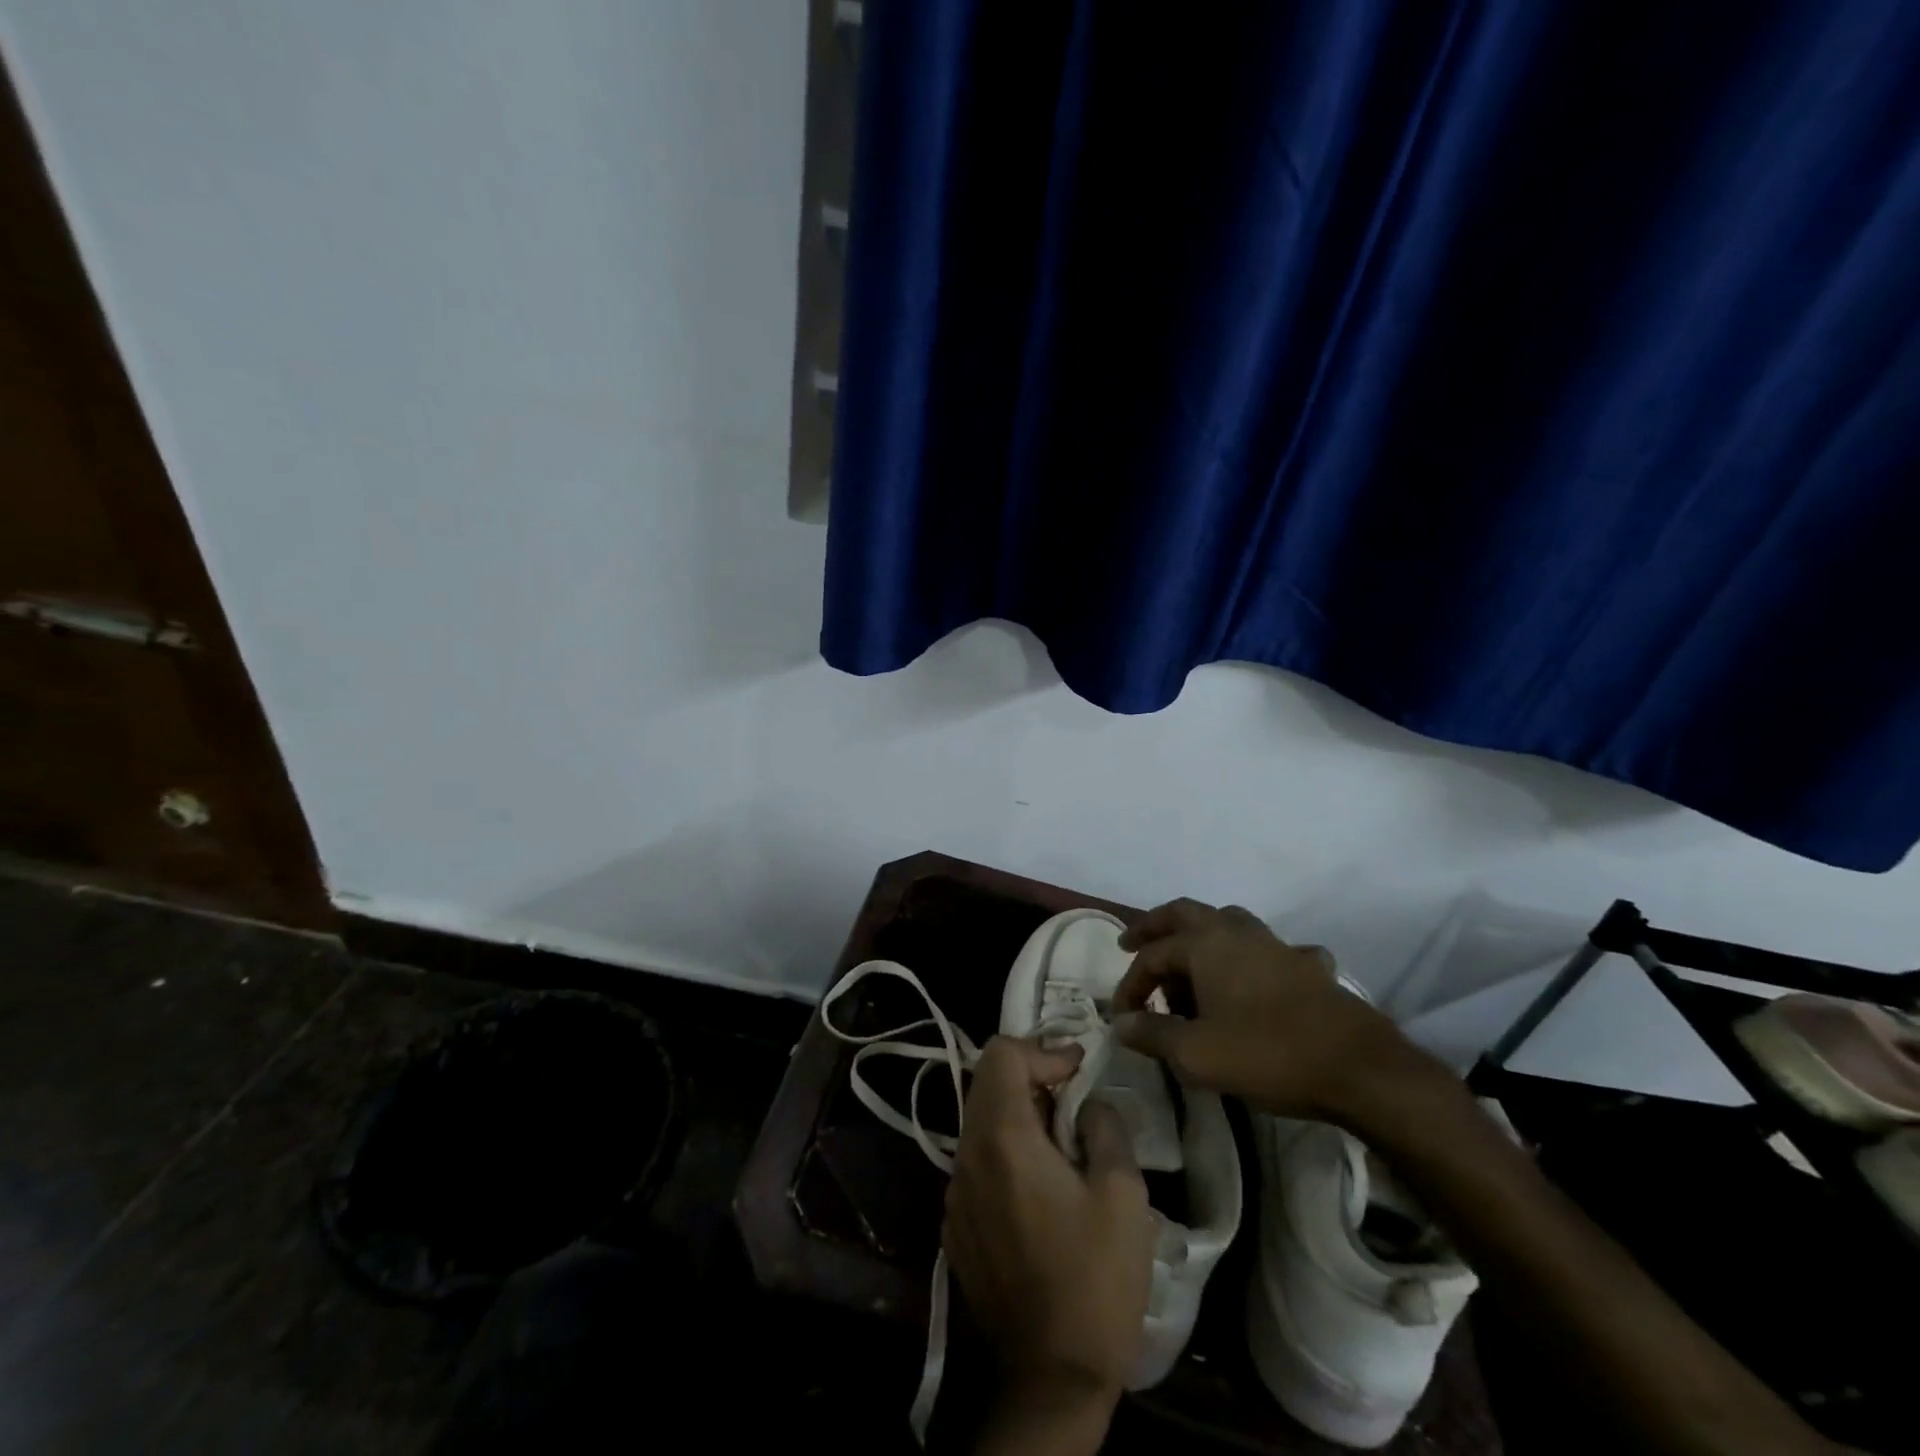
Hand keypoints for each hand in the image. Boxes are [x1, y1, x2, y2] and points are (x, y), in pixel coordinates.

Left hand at [944, 1037, 1153, 1452]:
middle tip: (1074, 1100)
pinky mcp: (956, 1224)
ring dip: (1019, 1115)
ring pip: (980, 1122)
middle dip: (1031, 1078)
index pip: (1001, 1054)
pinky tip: (1040, 1187)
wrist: (1051, 1380)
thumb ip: (1105, 1128)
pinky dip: (1006, 1151)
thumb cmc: (1094, 1281)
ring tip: (1062, 1143)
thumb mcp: (1122, 1195)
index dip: (1042, 1051)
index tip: (1079, 1072)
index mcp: (1001, 1138)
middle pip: (987, 1083)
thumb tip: (1088, 1104)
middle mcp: (966, 1155)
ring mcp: (955, 1192)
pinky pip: (977, 1162)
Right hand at [1113, 898, 1433, 1124]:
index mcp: (1204, 945)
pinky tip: (1257, 978)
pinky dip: (1252, 958)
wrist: (1358, 1067)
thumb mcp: (1196, 1054)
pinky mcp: (1305, 965)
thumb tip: (1119, 1024)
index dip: (1130, 986)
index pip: (1152, 956)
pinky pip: (1269, 949)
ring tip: (1188, 965)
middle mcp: (1235, 932)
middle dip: (1154, 926)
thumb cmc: (1267, 1054)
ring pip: (1226, 922)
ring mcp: (1274, 944)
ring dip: (1199, 937)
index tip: (1122, 1019)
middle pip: (1184, 913)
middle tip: (1132, 943)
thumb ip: (1152, 1035)